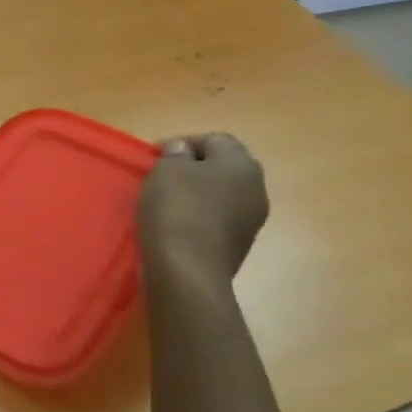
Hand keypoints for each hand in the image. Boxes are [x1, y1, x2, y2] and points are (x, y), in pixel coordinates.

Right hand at [138, 133, 268, 284]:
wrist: (188, 272)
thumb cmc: (176, 210)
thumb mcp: (166, 170)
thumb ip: (175, 154)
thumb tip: (183, 151)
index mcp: (242, 164)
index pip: (214, 140)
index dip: (183, 143)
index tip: (155, 156)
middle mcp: (256, 189)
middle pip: (222, 168)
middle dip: (193, 169)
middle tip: (162, 177)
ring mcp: (251, 220)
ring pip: (221, 195)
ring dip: (197, 194)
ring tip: (166, 202)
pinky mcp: (240, 245)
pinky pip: (217, 220)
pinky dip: (199, 217)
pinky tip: (177, 226)